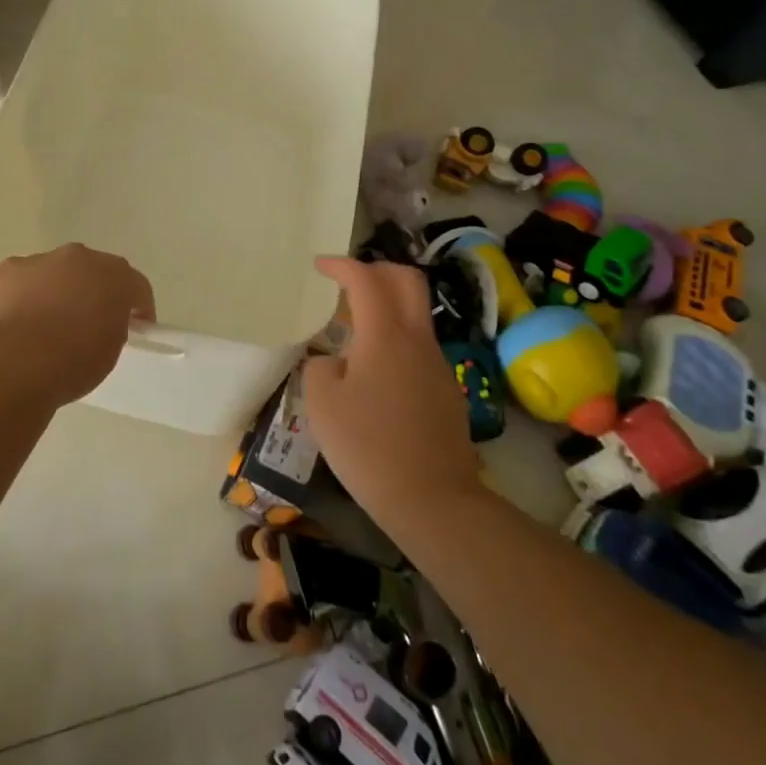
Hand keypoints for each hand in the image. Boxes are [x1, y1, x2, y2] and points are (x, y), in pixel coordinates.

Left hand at [0, 243, 156, 403]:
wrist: (13, 362)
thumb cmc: (71, 363)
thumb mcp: (109, 352)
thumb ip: (112, 328)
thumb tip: (101, 323)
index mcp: (115, 277)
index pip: (137, 287)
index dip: (139, 309)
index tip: (135, 330)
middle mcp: (80, 258)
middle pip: (95, 271)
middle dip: (95, 292)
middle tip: (90, 323)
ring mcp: (41, 260)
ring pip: (56, 272)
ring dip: (57, 290)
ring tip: (46, 325)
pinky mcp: (7, 270)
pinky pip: (23, 280)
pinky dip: (23, 295)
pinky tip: (16, 322)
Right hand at [302, 257, 481, 535]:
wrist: (432, 499)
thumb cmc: (368, 446)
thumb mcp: (322, 403)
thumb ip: (321, 367)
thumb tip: (335, 361)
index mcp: (385, 334)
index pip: (365, 279)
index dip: (341, 265)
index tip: (319, 266)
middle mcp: (417, 340)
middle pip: (407, 281)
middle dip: (376, 271)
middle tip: (347, 284)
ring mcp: (437, 365)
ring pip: (415, 315)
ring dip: (386, 308)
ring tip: (353, 332)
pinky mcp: (446, 391)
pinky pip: (418, 348)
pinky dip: (395, 341)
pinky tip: (374, 374)